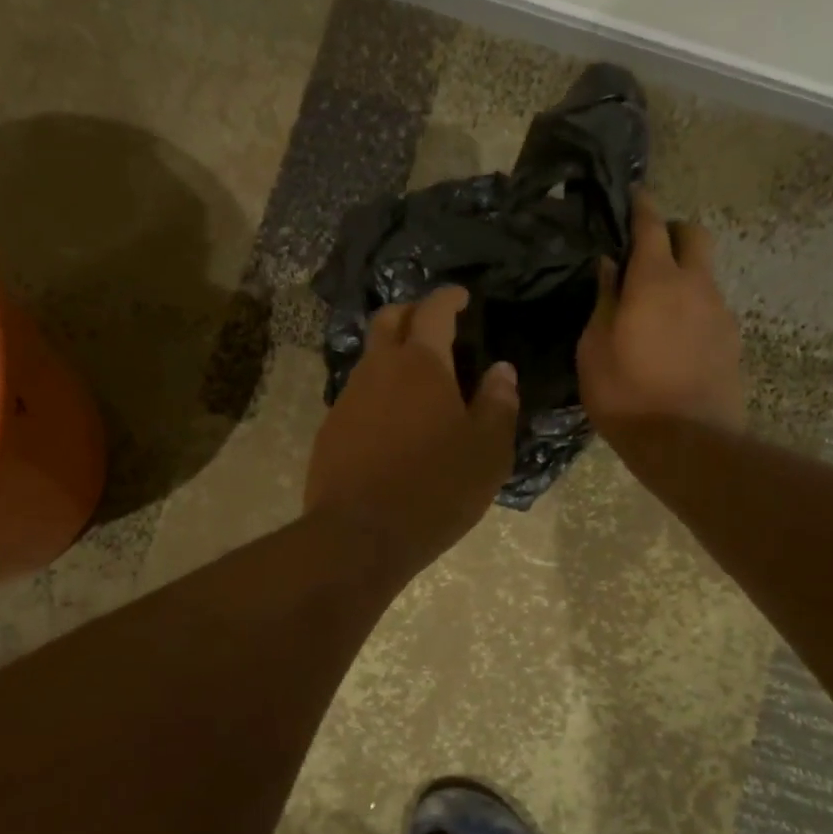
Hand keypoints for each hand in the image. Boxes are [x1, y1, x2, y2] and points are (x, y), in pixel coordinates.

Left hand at [306, 286, 518, 577]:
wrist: (359, 536)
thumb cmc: (435, 489)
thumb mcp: (487, 451)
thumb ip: (498, 404)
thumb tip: (501, 371)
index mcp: (420, 364)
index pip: (433, 310)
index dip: (448, 297)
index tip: (461, 296)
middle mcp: (378, 369)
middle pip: (389, 319)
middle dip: (412, 312)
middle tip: (435, 325)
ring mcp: (348, 398)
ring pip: (370, 357)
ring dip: (393, 353)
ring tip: (418, 378)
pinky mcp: (330, 428)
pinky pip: (357, 394)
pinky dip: (378, 390)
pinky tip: (393, 420)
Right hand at [578, 191, 747, 449]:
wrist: (687, 443)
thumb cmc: (626, 395)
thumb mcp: (594, 349)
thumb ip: (604, 300)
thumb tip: (609, 265)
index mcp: (655, 282)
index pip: (652, 226)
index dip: (643, 206)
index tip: (635, 194)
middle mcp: (695, 286)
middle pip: (695, 236)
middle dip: (673, 231)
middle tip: (648, 250)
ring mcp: (720, 312)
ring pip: (704, 273)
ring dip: (682, 274)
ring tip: (656, 304)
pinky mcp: (732, 340)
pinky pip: (710, 306)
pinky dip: (692, 305)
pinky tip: (674, 335)